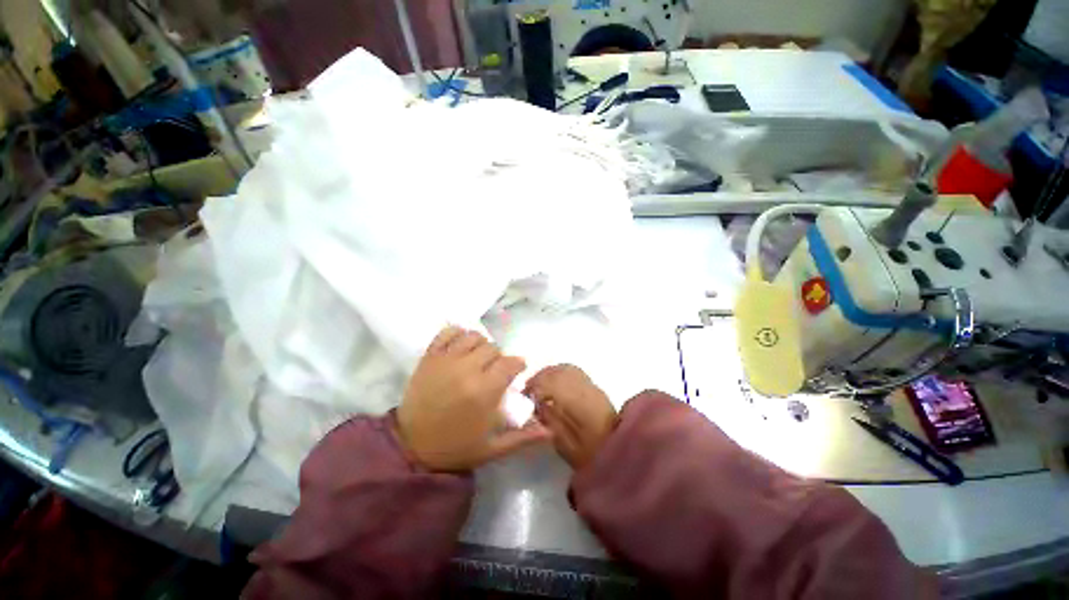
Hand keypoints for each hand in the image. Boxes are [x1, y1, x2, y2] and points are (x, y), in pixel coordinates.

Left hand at [396, 326, 549, 471]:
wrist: (411, 447)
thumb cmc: (456, 447)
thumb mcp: (493, 449)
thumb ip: (523, 438)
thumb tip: (550, 431)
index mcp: (485, 391)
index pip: (511, 363)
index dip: (518, 365)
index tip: (516, 371)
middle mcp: (467, 369)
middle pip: (493, 348)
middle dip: (499, 358)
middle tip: (494, 371)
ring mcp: (446, 360)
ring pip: (474, 336)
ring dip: (481, 345)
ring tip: (478, 358)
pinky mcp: (430, 357)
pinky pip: (447, 333)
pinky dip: (457, 333)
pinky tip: (461, 345)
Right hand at [524, 365, 616, 469]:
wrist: (620, 451)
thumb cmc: (590, 453)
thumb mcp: (566, 445)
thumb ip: (551, 422)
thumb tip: (537, 404)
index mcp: (578, 404)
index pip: (552, 383)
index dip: (535, 386)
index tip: (525, 396)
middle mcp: (585, 389)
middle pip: (558, 371)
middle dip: (540, 377)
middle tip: (528, 389)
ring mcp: (591, 385)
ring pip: (566, 368)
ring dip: (549, 373)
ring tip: (539, 384)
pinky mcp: (594, 386)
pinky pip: (574, 371)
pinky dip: (560, 372)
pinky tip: (554, 382)